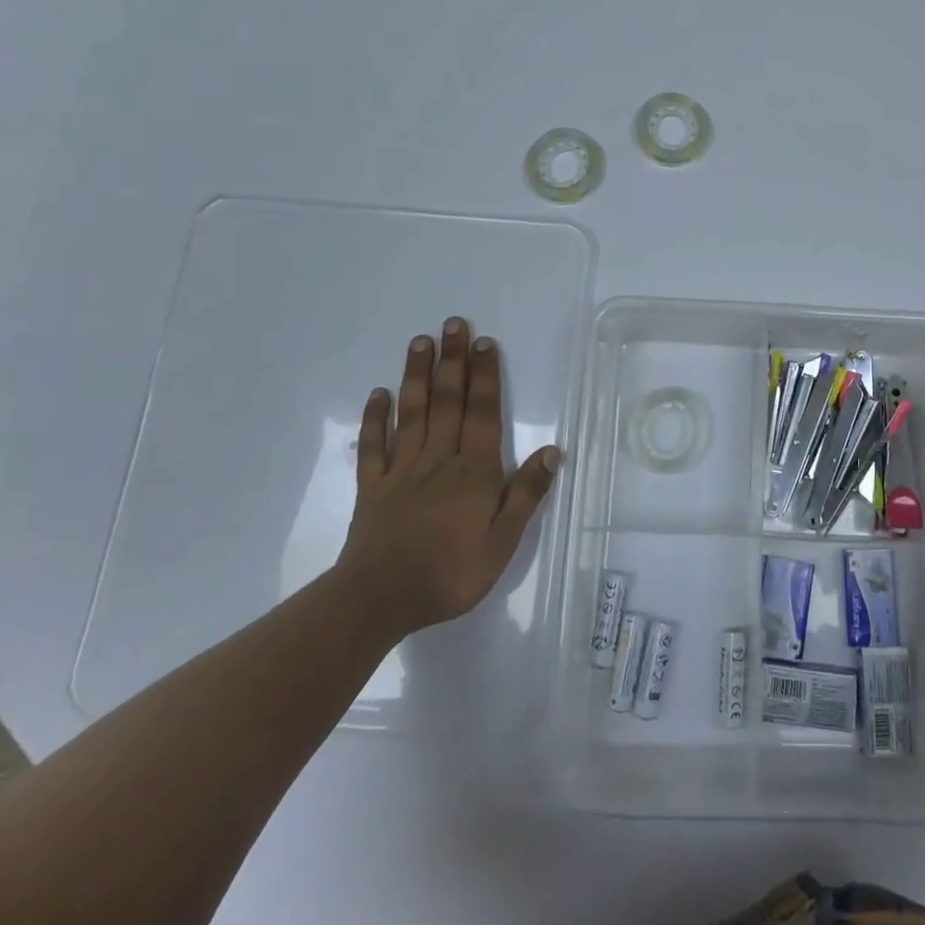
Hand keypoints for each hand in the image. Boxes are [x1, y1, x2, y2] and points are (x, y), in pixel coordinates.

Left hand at [336, 317, 559, 637]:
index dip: (485, 376)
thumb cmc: (450, 573)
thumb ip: (526, 494)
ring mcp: (402, 471)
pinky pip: (374, 446)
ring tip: (420, 342)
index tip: (485, 342)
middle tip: (454, 323)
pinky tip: (378, 394)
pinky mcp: (372, 488)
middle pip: (448, 402)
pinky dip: (375, 418)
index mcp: (474, 472)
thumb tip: (552, 451)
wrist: (379, 600)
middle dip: (453, 360)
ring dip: (417, 376)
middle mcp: (438, 460)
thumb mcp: (502, 543)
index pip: (482, 413)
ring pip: (412, 414)